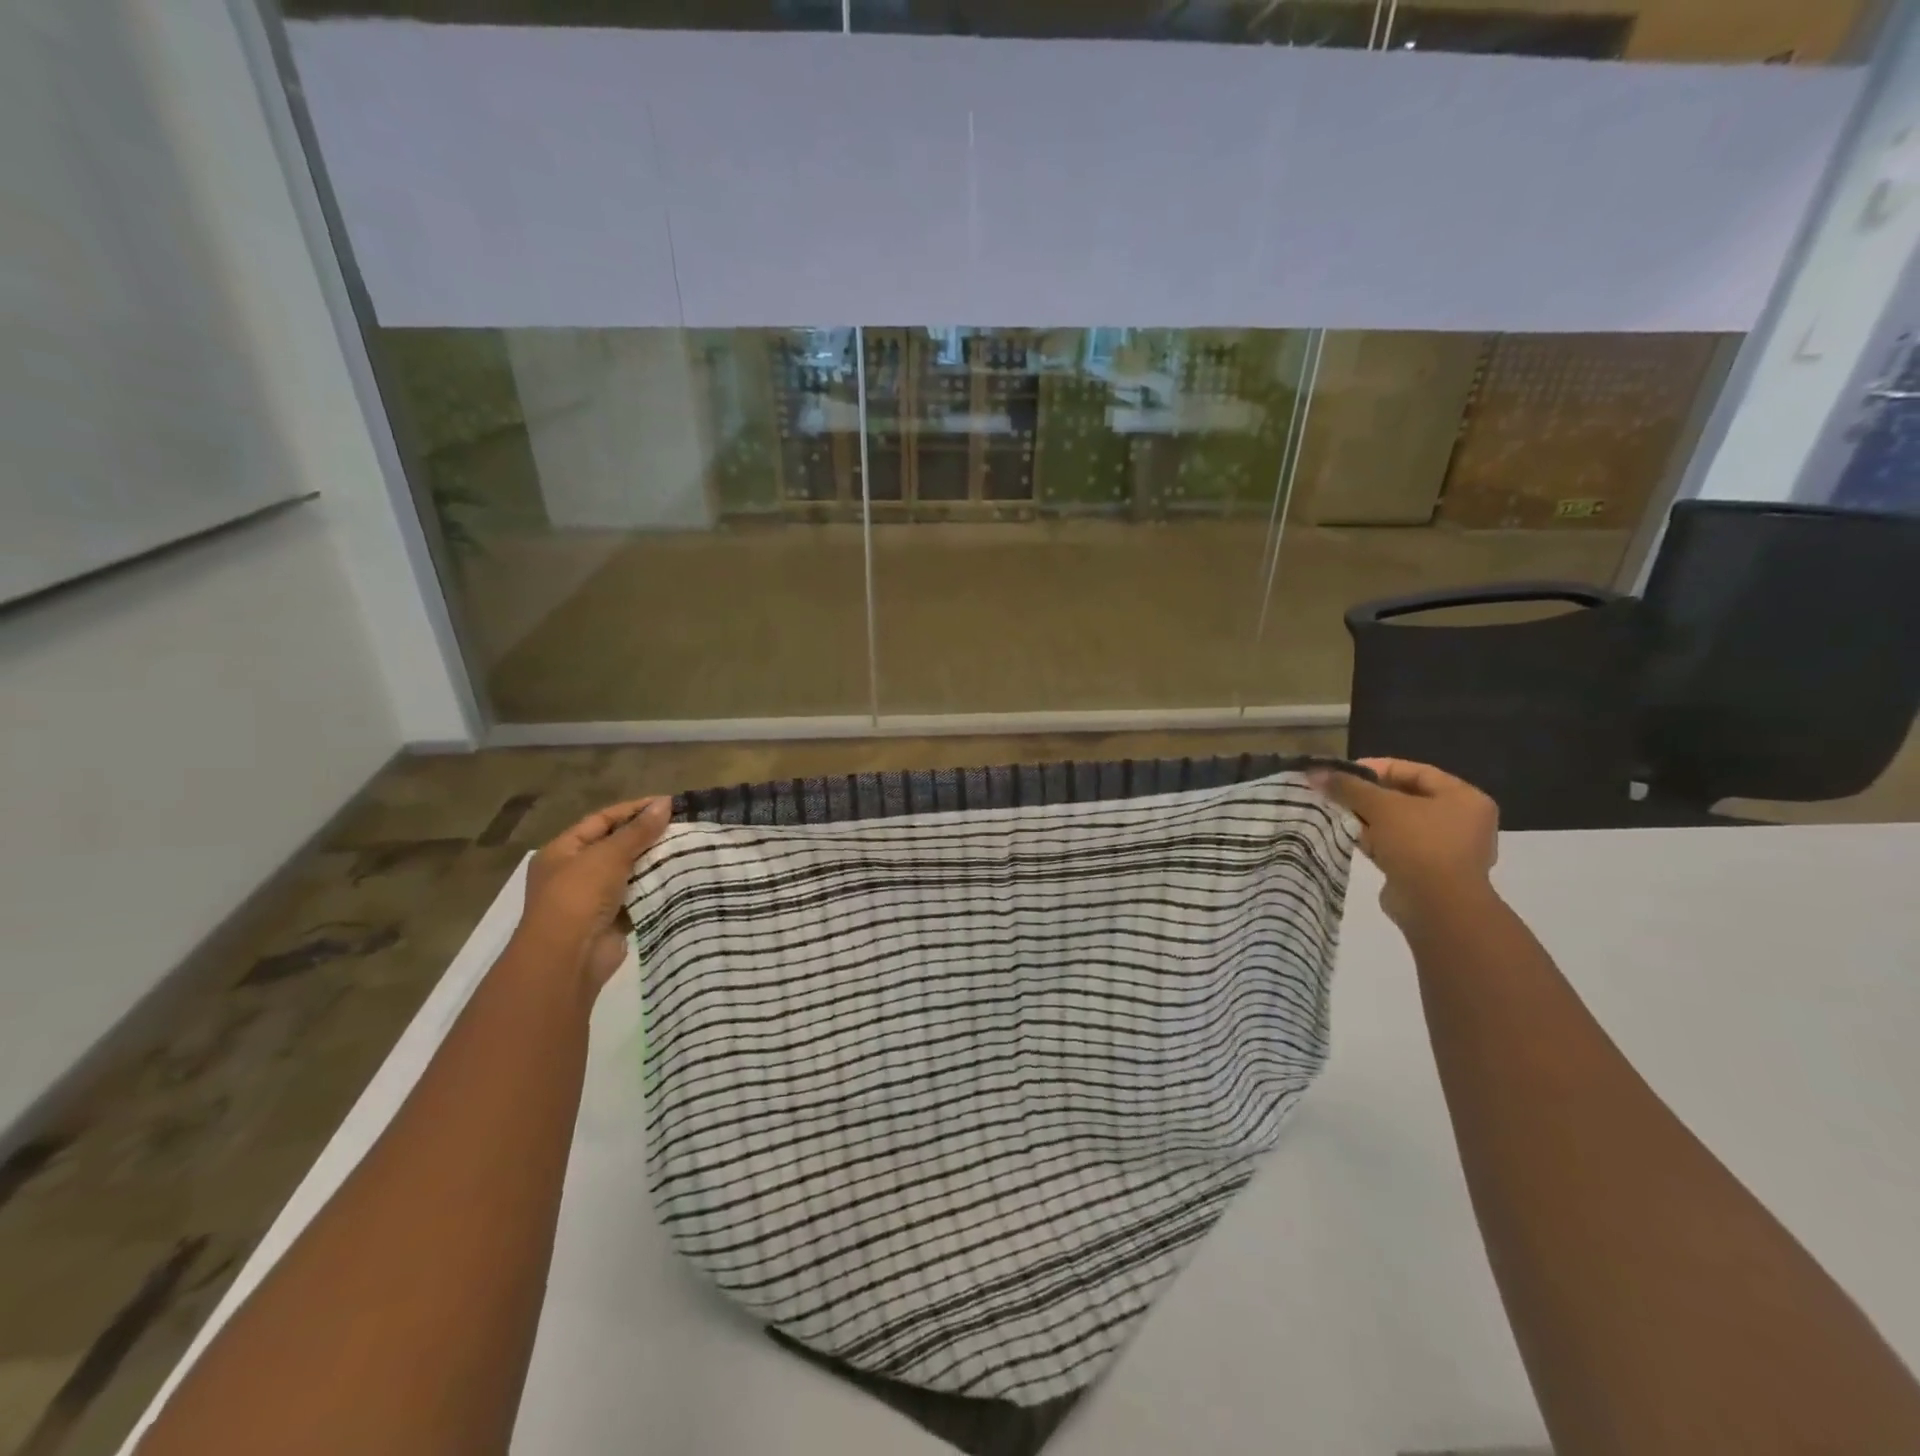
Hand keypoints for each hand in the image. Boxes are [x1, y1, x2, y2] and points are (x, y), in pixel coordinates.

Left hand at [517, 798, 670, 993]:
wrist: (569, 957)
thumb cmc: (579, 896)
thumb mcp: (609, 855)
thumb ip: (638, 830)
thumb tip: (665, 803)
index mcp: (563, 851)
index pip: (602, 820)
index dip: (634, 810)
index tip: (669, 804)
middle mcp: (574, 872)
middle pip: (616, 845)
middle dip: (648, 836)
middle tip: (683, 826)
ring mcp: (592, 898)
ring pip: (630, 872)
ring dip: (655, 862)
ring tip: (688, 848)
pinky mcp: (612, 919)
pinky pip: (638, 896)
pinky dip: (656, 888)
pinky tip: (681, 877)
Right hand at [1311, 759, 1499, 933]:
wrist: (1436, 906)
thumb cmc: (1418, 844)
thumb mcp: (1380, 807)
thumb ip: (1349, 787)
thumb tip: (1315, 772)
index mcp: (1463, 798)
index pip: (1416, 772)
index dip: (1378, 768)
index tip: (1344, 772)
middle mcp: (1461, 821)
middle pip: (1406, 798)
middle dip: (1369, 795)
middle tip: (1337, 793)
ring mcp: (1446, 849)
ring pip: (1399, 824)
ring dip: (1368, 819)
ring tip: (1337, 813)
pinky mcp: (1428, 871)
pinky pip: (1397, 847)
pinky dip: (1375, 841)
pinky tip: (1349, 837)